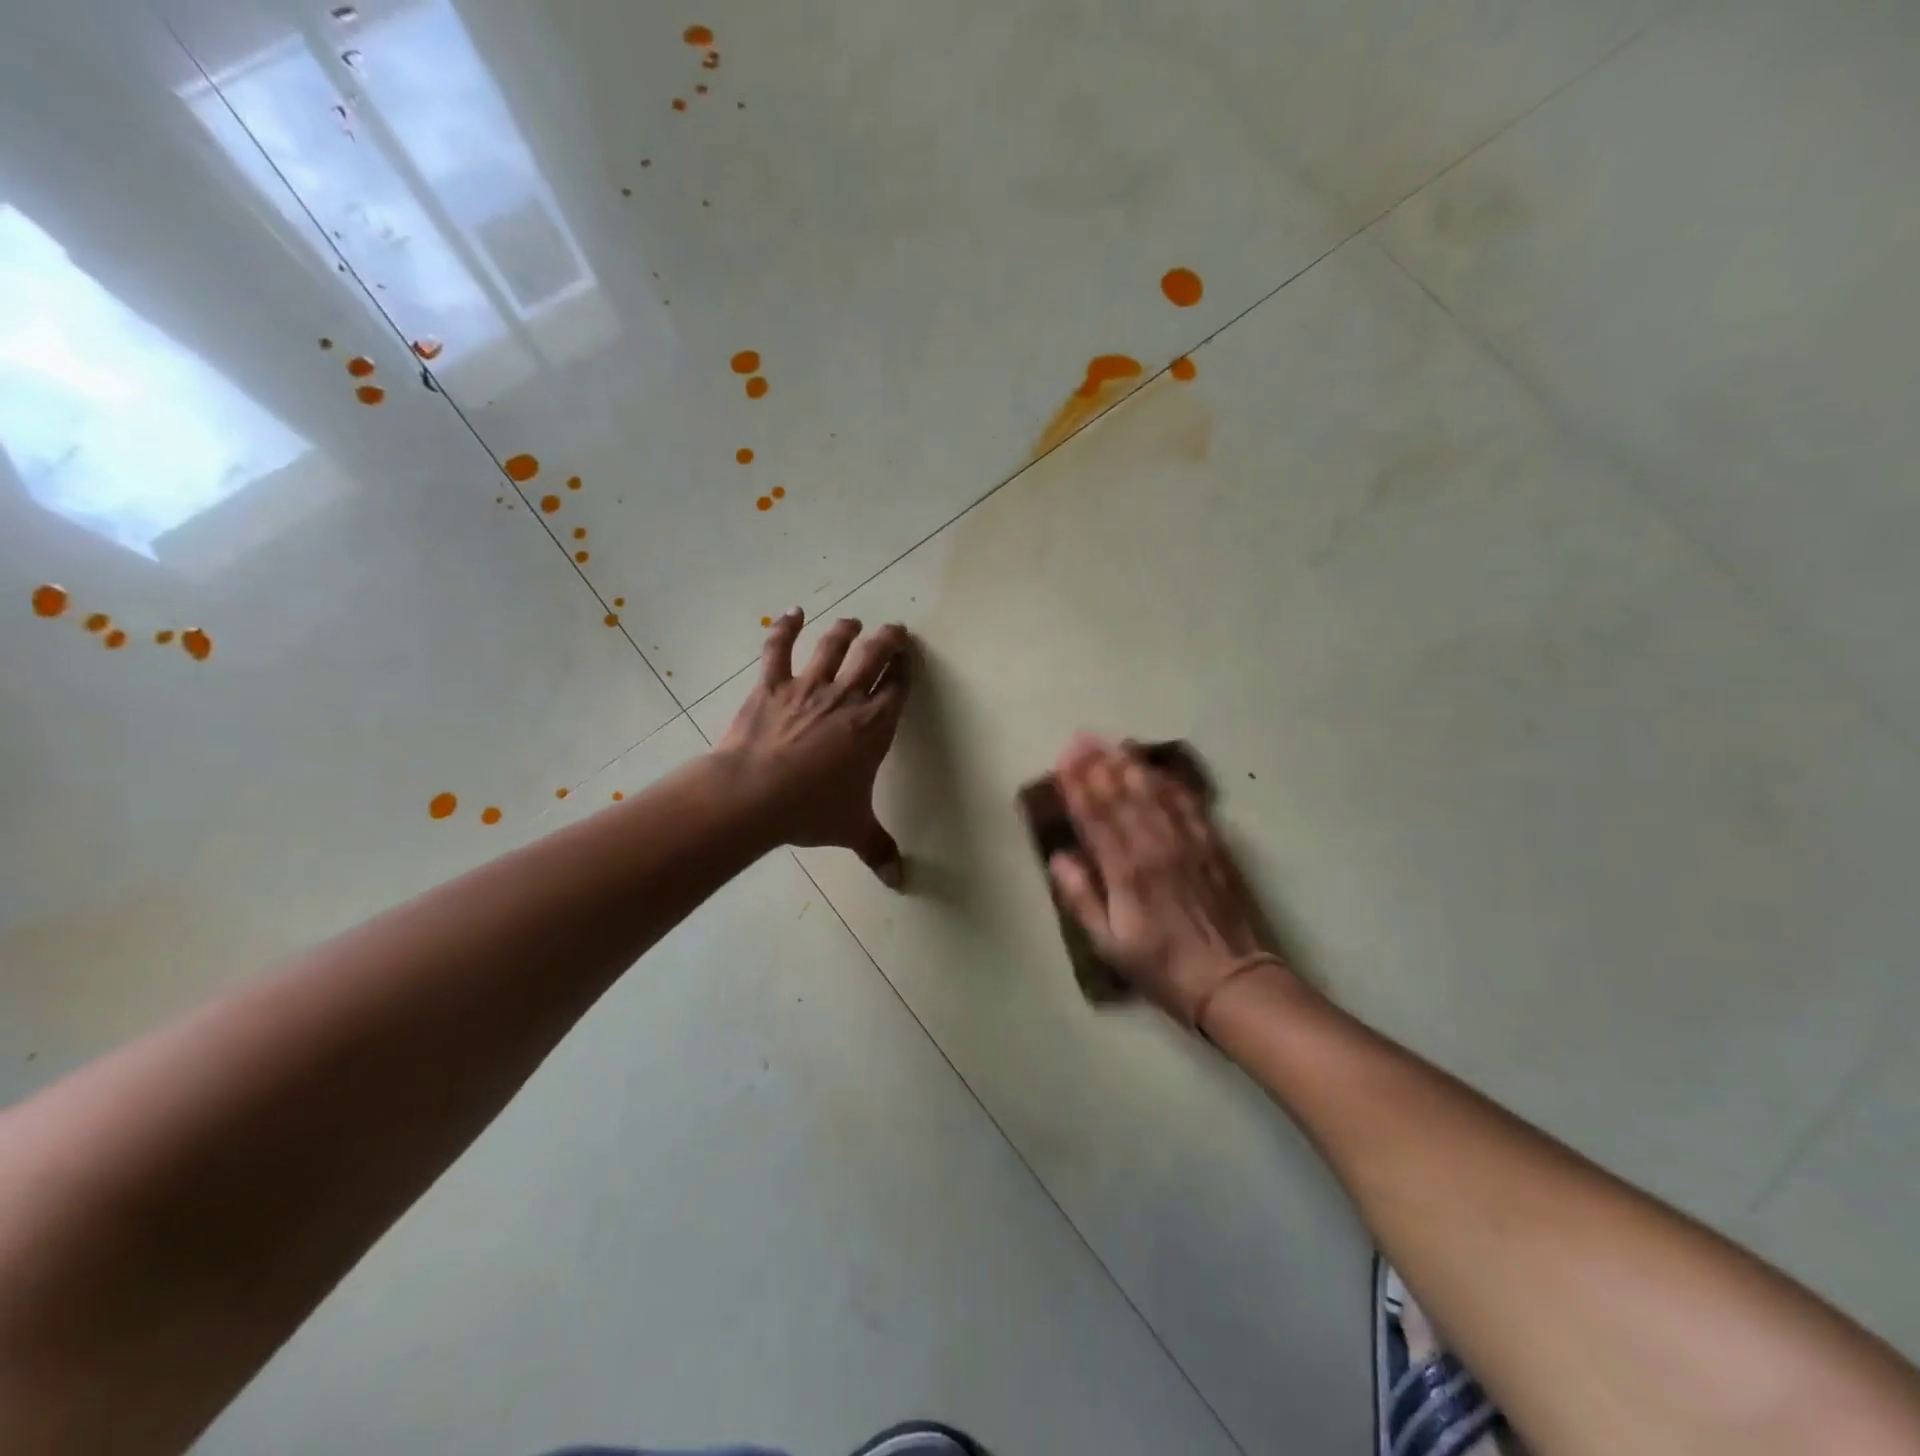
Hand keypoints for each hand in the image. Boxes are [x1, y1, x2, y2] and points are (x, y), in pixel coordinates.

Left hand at [715, 609, 910, 885]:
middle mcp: (846, 698)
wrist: (753, 795)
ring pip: (832, 646)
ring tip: (852, 622)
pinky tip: (793, 612)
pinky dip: (785, 627)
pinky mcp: (771, 685)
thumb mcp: (852, 829)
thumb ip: (879, 849)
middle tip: (893, 630)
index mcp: (874, 726)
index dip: (905, 669)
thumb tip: (898, 882)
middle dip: (887, 640)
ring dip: (845, 630)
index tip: (909, 658)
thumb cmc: (810, 809)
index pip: (897, 687)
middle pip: (873, 656)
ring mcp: (807, 687)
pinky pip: (779, 649)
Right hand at [1048, 734, 1284, 1024]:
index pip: (1096, 817)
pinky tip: (1160, 770)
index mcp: (1125, 871)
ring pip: (1155, 793)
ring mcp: (1187, 843)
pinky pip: (1189, 805)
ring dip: (1132, 765)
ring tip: (1114, 742)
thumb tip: (1059, 858)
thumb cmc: (1162, 967)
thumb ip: (1081, 898)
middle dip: (1099, 764)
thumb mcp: (1109, 944)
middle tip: (1083, 737)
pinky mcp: (1213, 846)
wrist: (1232, 981)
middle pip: (1123, 796)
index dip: (1078, 785)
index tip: (1064, 758)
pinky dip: (1171, 783)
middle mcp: (1154, 847)